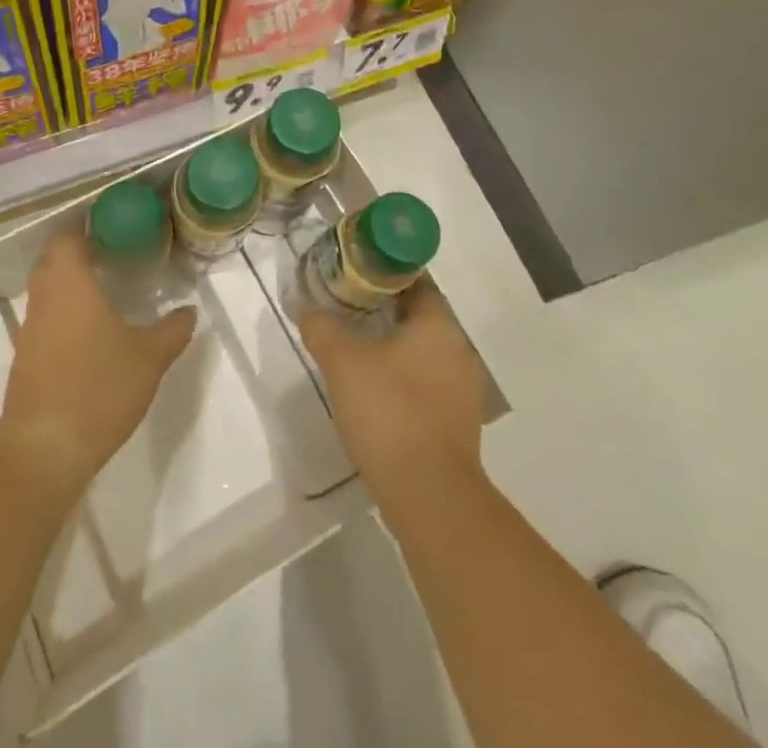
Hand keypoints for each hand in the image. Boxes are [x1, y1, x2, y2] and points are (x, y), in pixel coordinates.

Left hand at [0, 233, 194, 499]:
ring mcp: (30, 328)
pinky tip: (92, 332)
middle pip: (54, 260)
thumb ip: (172, 330)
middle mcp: (44, 296)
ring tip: (108, 292)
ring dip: (72, 285)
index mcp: (69, 282)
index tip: (116, 231)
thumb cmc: (98, 388)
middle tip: (116, 257)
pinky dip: (65, 313)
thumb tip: (190, 310)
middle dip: (80, 254)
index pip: (69, 237)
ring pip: (48, 290)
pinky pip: (46, 318)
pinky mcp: (26, 357)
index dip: (88, 229)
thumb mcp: (149, 358)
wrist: (44, 448)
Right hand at [297, 283, 485, 501]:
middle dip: (383, 308)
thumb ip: (321, 326)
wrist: (430, 496)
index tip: (352, 273)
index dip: (381, 272)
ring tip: (354, 346)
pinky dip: (402, 376)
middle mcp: (458, 349)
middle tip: (345, 307)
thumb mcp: (342, 361)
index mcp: (438, 324)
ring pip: (422, 350)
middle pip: (418, 314)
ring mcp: (463, 389)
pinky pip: (427, 382)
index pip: (414, 279)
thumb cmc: (388, 412)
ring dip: (393, 344)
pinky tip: (374, 388)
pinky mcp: (458, 422)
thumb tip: (304, 306)